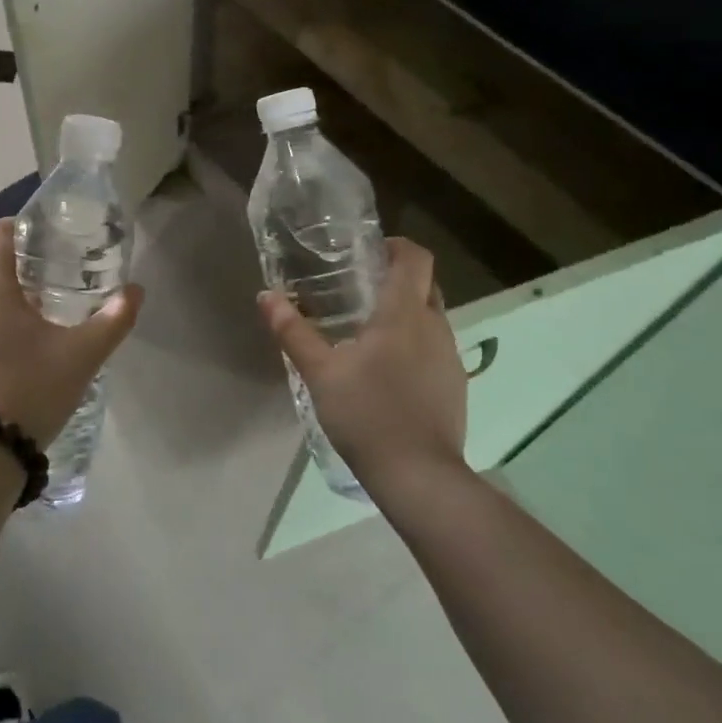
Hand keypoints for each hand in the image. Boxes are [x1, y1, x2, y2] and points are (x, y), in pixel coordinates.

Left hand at [0, 219, 143, 446]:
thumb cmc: (31, 389)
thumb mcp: (82, 355)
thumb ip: (113, 319)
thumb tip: (136, 291)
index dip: (18, 226)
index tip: (46, 239)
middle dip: (19, 271)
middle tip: (54, 286)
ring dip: (4, 305)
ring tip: (39, 326)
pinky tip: (15, 361)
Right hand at [258, 238, 468, 490]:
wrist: (419, 476)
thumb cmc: (367, 413)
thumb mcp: (320, 372)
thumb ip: (292, 331)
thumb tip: (266, 296)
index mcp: (404, 313)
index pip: (416, 258)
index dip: (398, 246)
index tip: (371, 251)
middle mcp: (435, 327)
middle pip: (427, 284)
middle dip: (399, 278)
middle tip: (362, 288)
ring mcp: (450, 357)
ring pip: (433, 317)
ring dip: (408, 312)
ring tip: (370, 330)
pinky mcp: (455, 385)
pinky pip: (436, 348)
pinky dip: (416, 343)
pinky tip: (389, 370)